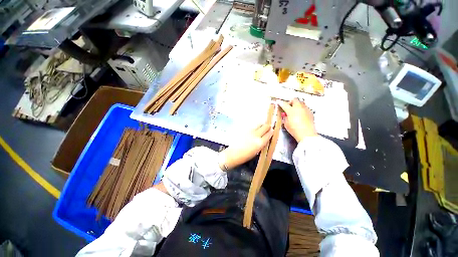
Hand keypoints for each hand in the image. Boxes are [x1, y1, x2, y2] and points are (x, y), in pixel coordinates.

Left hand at [219, 124, 273, 169]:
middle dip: (268, 126)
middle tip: (267, 127)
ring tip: (260, 127)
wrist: (233, 153)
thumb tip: (266, 137)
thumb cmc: (246, 156)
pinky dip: (255, 126)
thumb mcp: (257, 151)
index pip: (269, 134)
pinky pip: (252, 125)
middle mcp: (256, 135)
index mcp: (260, 143)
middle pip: (265, 126)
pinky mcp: (244, 129)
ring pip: (259, 124)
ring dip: (261, 125)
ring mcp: (249, 131)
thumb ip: (262, 143)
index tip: (272, 131)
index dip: (271, 132)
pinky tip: (253, 130)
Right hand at [278, 98, 317, 141]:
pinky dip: (302, 109)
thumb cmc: (294, 129)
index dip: (280, 103)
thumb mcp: (286, 123)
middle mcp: (299, 107)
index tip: (278, 101)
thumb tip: (285, 114)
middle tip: (288, 106)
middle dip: (291, 101)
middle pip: (295, 99)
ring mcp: (306, 109)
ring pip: (301, 103)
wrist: (307, 134)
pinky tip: (300, 115)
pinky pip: (305, 107)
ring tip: (295, 110)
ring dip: (297, 105)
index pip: (284, 104)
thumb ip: (285, 117)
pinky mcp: (310, 112)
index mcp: (291, 110)